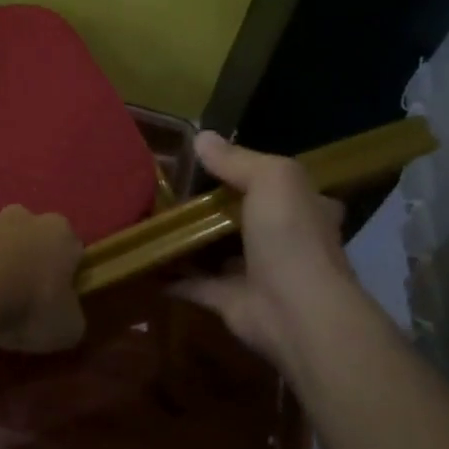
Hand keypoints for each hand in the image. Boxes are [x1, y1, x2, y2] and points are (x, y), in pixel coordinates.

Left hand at [0, 206, 85, 353]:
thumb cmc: (27, 306)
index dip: (67, 276)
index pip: (71, 249)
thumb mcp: (68, 328)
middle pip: (31, 239)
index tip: (58, 302)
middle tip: (23, 300)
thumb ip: (72, 315)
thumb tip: (65, 315)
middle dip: (29, 262)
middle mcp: (22, 216)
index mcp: (58, 231)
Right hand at [172, 132, 365, 371]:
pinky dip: (172, 276)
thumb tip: (201, 137)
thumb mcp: (271, 178)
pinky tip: (144, 260)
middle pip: (244, 216)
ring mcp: (257, 274)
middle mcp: (284, 240)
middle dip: (213, 205)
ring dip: (191, 239)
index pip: (280, 184)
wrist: (296, 312)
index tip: (211, 160)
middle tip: (169, 187)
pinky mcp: (231, 302)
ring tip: (150, 218)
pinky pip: (195, 284)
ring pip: (218, 250)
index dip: (250, 171)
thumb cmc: (291, 236)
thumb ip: (236, 160)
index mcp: (304, 208)